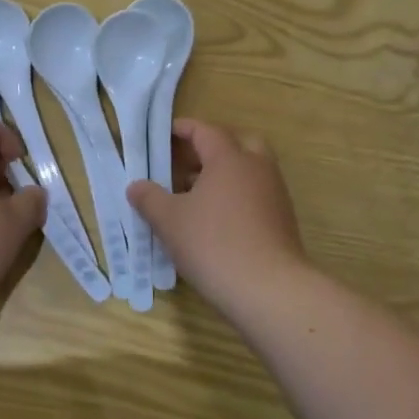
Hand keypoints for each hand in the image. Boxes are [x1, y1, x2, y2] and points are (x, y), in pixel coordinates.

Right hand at [127, 119, 310, 313]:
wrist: (269, 289)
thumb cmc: (213, 244)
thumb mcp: (170, 221)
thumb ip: (149, 198)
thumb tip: (136, 186)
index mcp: (229, 158)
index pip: (205, 131)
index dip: (183, 129)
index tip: (164, 134)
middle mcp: (257, 168)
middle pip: (237, 143)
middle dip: (212, 148)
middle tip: (186, 163)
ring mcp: (275, 194)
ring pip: (249, 171)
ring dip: (224, 175)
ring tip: (194, 196)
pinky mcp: (282, 220)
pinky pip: (256, 195)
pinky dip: (236, 198)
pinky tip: (215, 222)